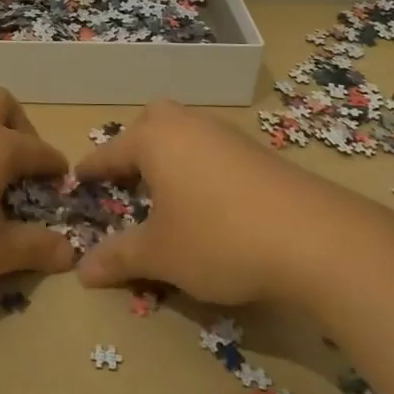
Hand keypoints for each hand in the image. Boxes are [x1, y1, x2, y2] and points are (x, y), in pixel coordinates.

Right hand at [72, 101, 343, 304]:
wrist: (314, 237)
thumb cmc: (219, 238)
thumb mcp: (161, 254)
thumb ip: (118, 257)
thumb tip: (81, 271)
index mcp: (155, 139)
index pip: (111, 152)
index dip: (93, 170)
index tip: (78, 179)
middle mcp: (188, 125)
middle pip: (153, 122)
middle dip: (136, 146)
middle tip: (130, 180)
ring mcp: (227, 134)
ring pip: (186, 132)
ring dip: (171, 154)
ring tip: (168, 193)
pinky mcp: (258, 151)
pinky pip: (213, 148)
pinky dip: (200, 165)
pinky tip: (210, 200)